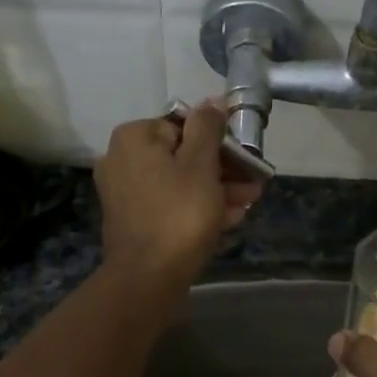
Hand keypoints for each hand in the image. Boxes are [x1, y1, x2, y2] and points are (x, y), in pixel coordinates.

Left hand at [95, 102, 261, 285]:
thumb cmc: (180, 213)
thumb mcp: (201, 164)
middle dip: (222, 168)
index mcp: (135, 137)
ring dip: (216, 189)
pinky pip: (170, 202)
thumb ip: (208, 128)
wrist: (149, 276)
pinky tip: (230, 217)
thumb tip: (213, 100)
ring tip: (249, 202)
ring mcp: (125, 191)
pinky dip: (197, 206)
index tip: (245, 157)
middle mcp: (122, 158)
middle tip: (254, 183)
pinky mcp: (133, 218)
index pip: (185, 124)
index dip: (219, 140)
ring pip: (180, 180)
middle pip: (183, 154)